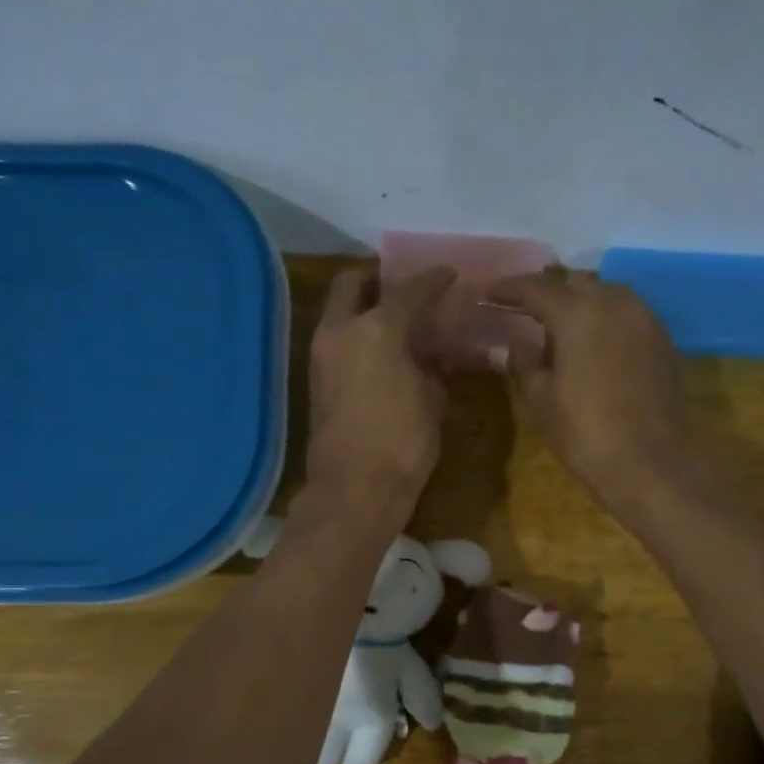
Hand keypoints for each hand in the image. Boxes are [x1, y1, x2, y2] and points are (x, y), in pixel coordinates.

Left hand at [305, 265, 452, 518]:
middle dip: (377, 278)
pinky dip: (356, 335)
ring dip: (362, 308)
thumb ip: (434, 368)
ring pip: (338, 312)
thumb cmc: (403, 444)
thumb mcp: (433, 402)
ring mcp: (321, 355)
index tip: (448, 274)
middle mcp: (341, 331)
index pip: (409, 290)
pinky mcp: (315, 381)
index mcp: (377, 330)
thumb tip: (435, 355)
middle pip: (351, 283)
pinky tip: (381, 352)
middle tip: (402, 287)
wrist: (354, 489)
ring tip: (395, 322)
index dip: (433, 280)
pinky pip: (337, 341)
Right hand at [486, 268, 687, 504]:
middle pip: (574, 282)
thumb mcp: (540, 399)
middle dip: (547, 291)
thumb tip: (512, 344)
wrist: (648, 463)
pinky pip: (627, 314)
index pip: (536, 288)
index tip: (487, 294)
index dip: (508, 289)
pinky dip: (604, 318)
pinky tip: (592, 343)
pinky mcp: (663, 340)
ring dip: (579, 302)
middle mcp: (615, 303)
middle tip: (522, 309)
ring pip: (605, 294)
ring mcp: (645, 318)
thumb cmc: (584, 433)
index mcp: (578, 313)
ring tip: (558, 327)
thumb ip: (523, 362)